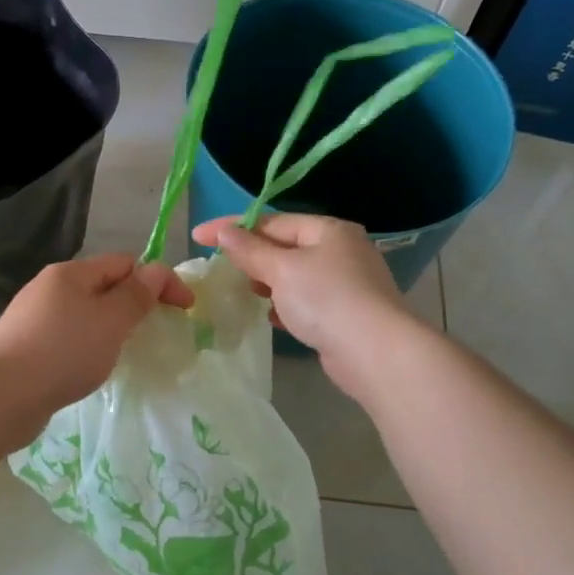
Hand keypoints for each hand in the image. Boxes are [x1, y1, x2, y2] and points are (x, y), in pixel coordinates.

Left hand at [0, 254, 194, 438]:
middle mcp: (49, 287)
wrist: (0, 396)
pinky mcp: (24, 346)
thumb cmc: (63, 352)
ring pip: (84, 313)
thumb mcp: (111, 321)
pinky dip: (87, 346)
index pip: (125, 263)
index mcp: (70, 273)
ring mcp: (32, 317)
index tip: (185, 309)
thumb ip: (136, 295)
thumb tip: (155, 271)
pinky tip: (88, 368)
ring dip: (110, 327)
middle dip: (133, 303)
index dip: (159, 280)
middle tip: (154, 331)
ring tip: (123, 352)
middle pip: (103, 286)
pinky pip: (67, 337)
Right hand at [192, 214, 415, 396]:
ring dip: (268, 282)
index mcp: (329, 230)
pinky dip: (286, 304)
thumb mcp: (281, 269)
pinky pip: (307, 301)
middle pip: (286, 247)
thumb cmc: (326, 298)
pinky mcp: (346, 314)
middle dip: (253, 256)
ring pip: (296, 276)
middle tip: (222, 267)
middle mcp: (341, 251)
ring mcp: (347, 284)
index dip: (233, 227)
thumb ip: (250, 250)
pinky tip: (271, 316)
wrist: (375, 352)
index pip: (273, 221)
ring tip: (243, 290)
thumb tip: (224, 231)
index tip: (198, 236)